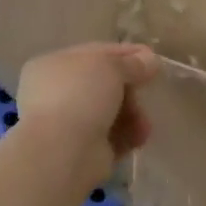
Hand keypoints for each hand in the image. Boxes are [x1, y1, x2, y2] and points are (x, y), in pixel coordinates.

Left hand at [14, 43, 159, 185]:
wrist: (62, 150)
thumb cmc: (79, 95)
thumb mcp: (110, 67)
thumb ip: (132, 63)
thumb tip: (151, 60)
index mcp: (54, 65)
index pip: (94, 54)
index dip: (125, 54)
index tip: (152, 57)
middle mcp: (57, 93)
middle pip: (105, 85)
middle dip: (130, 88)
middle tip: (147, 90)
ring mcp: (68, 123)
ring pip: (110, 112)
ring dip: (133, 114)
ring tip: (143, 124)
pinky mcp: (82, 150)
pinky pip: (112, 137)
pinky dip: (128, 135)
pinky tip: (139, 138)